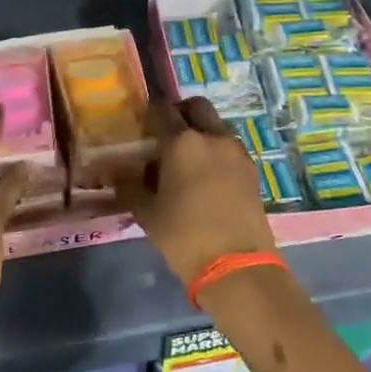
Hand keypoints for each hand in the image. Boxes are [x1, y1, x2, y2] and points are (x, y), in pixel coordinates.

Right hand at [115, 97, 274, 286]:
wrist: (236, 264)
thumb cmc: (184, 235)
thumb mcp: (147, 212)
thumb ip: (130, 185)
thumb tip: (119, 172)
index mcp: (182, 142)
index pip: (162, 110)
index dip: (149, 113)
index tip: (141, 125)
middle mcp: (212, 137)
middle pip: (196, 107)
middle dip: (180, 113)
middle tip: (166, 135)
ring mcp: (236, 152)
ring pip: (216, 126)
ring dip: (200, 132)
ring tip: (186, 160)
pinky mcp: (252, 169)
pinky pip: (229, 147)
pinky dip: (216, 151)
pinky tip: (206, 177)